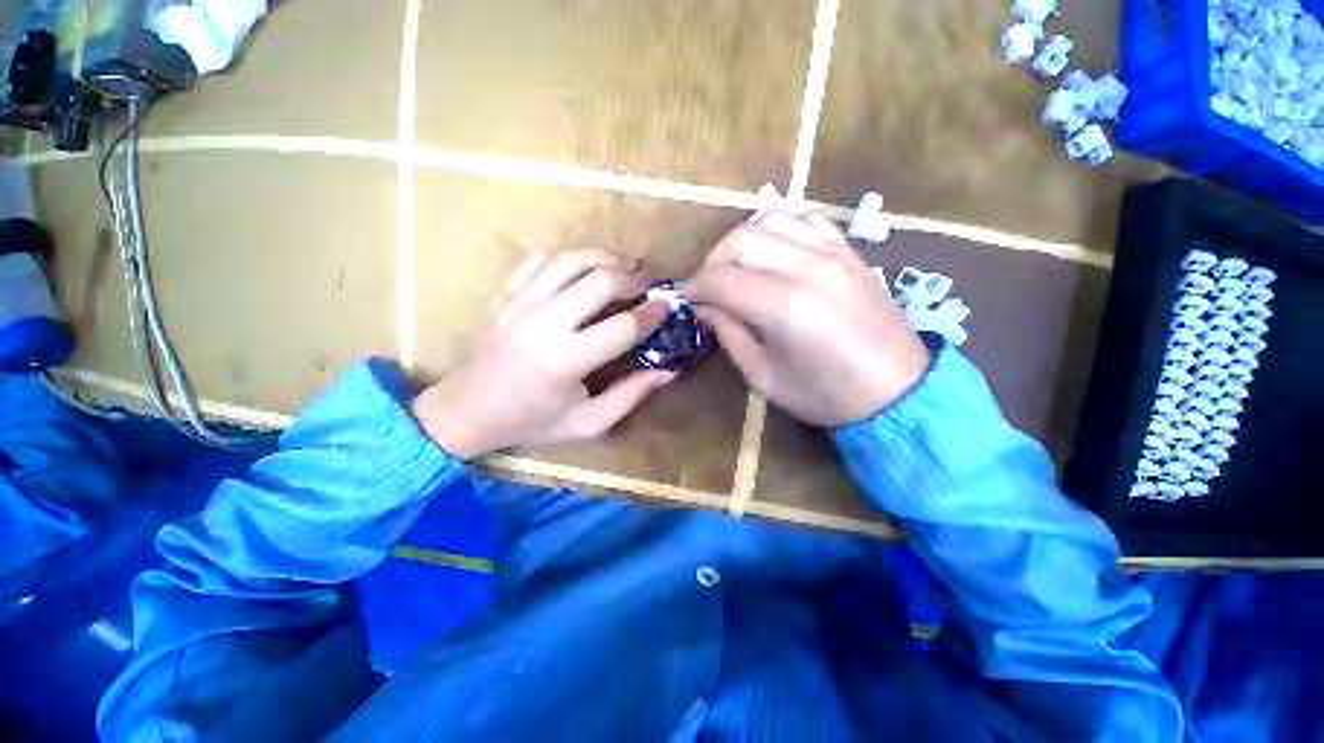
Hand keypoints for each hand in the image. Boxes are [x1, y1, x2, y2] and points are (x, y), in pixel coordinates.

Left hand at [411, 249, 674, 458]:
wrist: (465, 411)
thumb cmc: (530, 422)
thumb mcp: (587, 423)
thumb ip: (630, 396)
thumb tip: (667, 372)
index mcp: (565, 360)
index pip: (623, 326)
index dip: (651, 315)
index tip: (667, 308)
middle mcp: (543, 323)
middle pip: (600, 280)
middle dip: (634, 278)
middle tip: (649, 285)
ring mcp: (520, 303)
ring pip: (572, 260)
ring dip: (605, 258)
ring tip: (624, 267)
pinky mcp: (505, 295)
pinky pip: (540, 260)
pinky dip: (569, 258)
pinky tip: (583, 269)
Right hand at [684, 212, 930, 427]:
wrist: (897, 392)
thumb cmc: (825, 394)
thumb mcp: (764, 376)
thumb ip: (729, 334)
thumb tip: (704, 307)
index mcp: (784, 307)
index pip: (721, 279)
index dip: (694, 287)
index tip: (686, 299)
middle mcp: (808, 268)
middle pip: (740, 240)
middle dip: (712, 261)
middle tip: (707, 287)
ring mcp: (833, 253)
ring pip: (770, 220)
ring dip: (741, 241)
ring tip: (735, 268)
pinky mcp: (849, 251)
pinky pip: (805, 220)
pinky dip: (778, 229)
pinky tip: (771, 252)